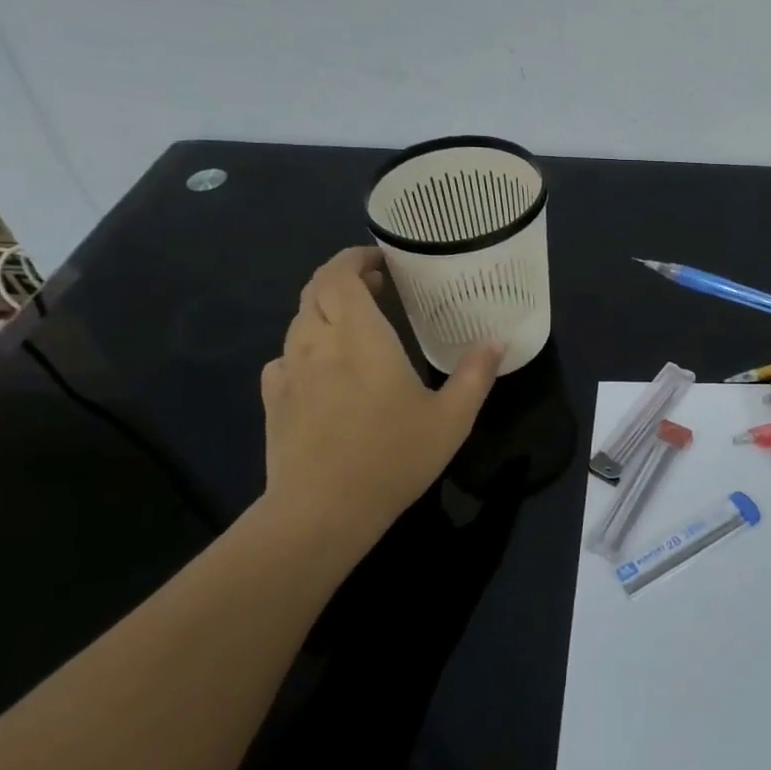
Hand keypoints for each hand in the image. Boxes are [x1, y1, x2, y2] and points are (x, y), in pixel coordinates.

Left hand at [261, 247, 502, 549]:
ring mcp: (289, 372)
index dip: (354, 258)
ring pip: (299, 321)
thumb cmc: (393, 457)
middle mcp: (317, 343)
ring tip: (357, 324)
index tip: (380, 260)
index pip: (340, 275)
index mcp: (360, 337)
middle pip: (315, 291)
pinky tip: (325, 369)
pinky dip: (306, 348)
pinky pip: (285, 357)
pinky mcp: (273, 400)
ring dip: (326, 311)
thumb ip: (476, 374)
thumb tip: (497, 341)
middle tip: (378, 286)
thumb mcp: (452, 418)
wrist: (322, 511)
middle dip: (343, 278)